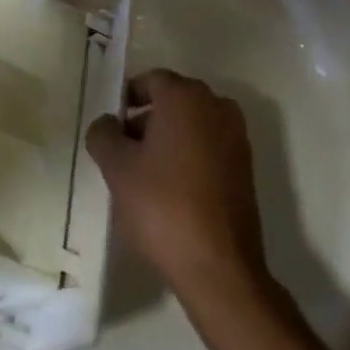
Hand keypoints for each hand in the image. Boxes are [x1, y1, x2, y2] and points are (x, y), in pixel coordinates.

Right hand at [86, 70, 268, 303]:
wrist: (219, 268)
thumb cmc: (163, 206)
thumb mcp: (117, 168)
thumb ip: (103, 134)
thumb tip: (107, 124)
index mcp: (186, 97)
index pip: (151, 80)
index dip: (127, 97)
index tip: (111, 124)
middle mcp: (216, 107)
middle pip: (173, 101)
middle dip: (146, 118)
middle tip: (123, 149)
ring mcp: (236, 138)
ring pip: (192, 125)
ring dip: (168, 138)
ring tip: (144, 173)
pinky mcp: (246, 169)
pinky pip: (209, 147)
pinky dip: (189, 156)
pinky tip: (171, 189)